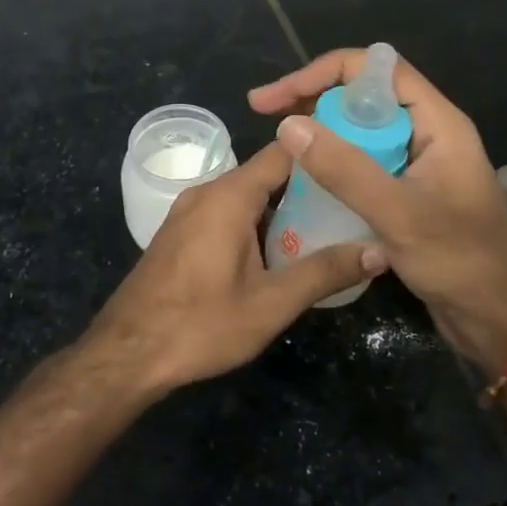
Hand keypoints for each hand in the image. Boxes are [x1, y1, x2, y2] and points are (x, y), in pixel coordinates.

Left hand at [87, 142, 384, 391]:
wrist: (127, 354)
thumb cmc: (201, 324)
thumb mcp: (271, 303)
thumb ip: (325, 272)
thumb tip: (380, 251)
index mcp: (229, 196)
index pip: (284, 151)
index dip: (323, 152)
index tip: (359, 161)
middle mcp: (206, 192)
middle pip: (266, 174)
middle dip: (308, 187)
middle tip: (352, 203)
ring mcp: (188, 212)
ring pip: (245, 196)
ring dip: (282, 209)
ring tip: (326, 228)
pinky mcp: (179, 233)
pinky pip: (226, 213)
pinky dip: (255, 222)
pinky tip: (279, 252)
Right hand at [249, 49, 506, 370]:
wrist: (498, 319)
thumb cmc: (460, 262)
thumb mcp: (398, 214)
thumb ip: (344, 169)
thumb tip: (288, 125)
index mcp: (438, 123)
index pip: (377, 70)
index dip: (324, 72)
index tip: (278, 97)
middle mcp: (428, 134)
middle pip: (365, 95)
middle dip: (314, 98)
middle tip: (266, 116)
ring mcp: (418, 164)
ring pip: (362, 130)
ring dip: (321, 131)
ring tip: (278, 144)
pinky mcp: (408, 192)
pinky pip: (365, 162)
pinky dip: (334, 162)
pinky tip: (305, 178)